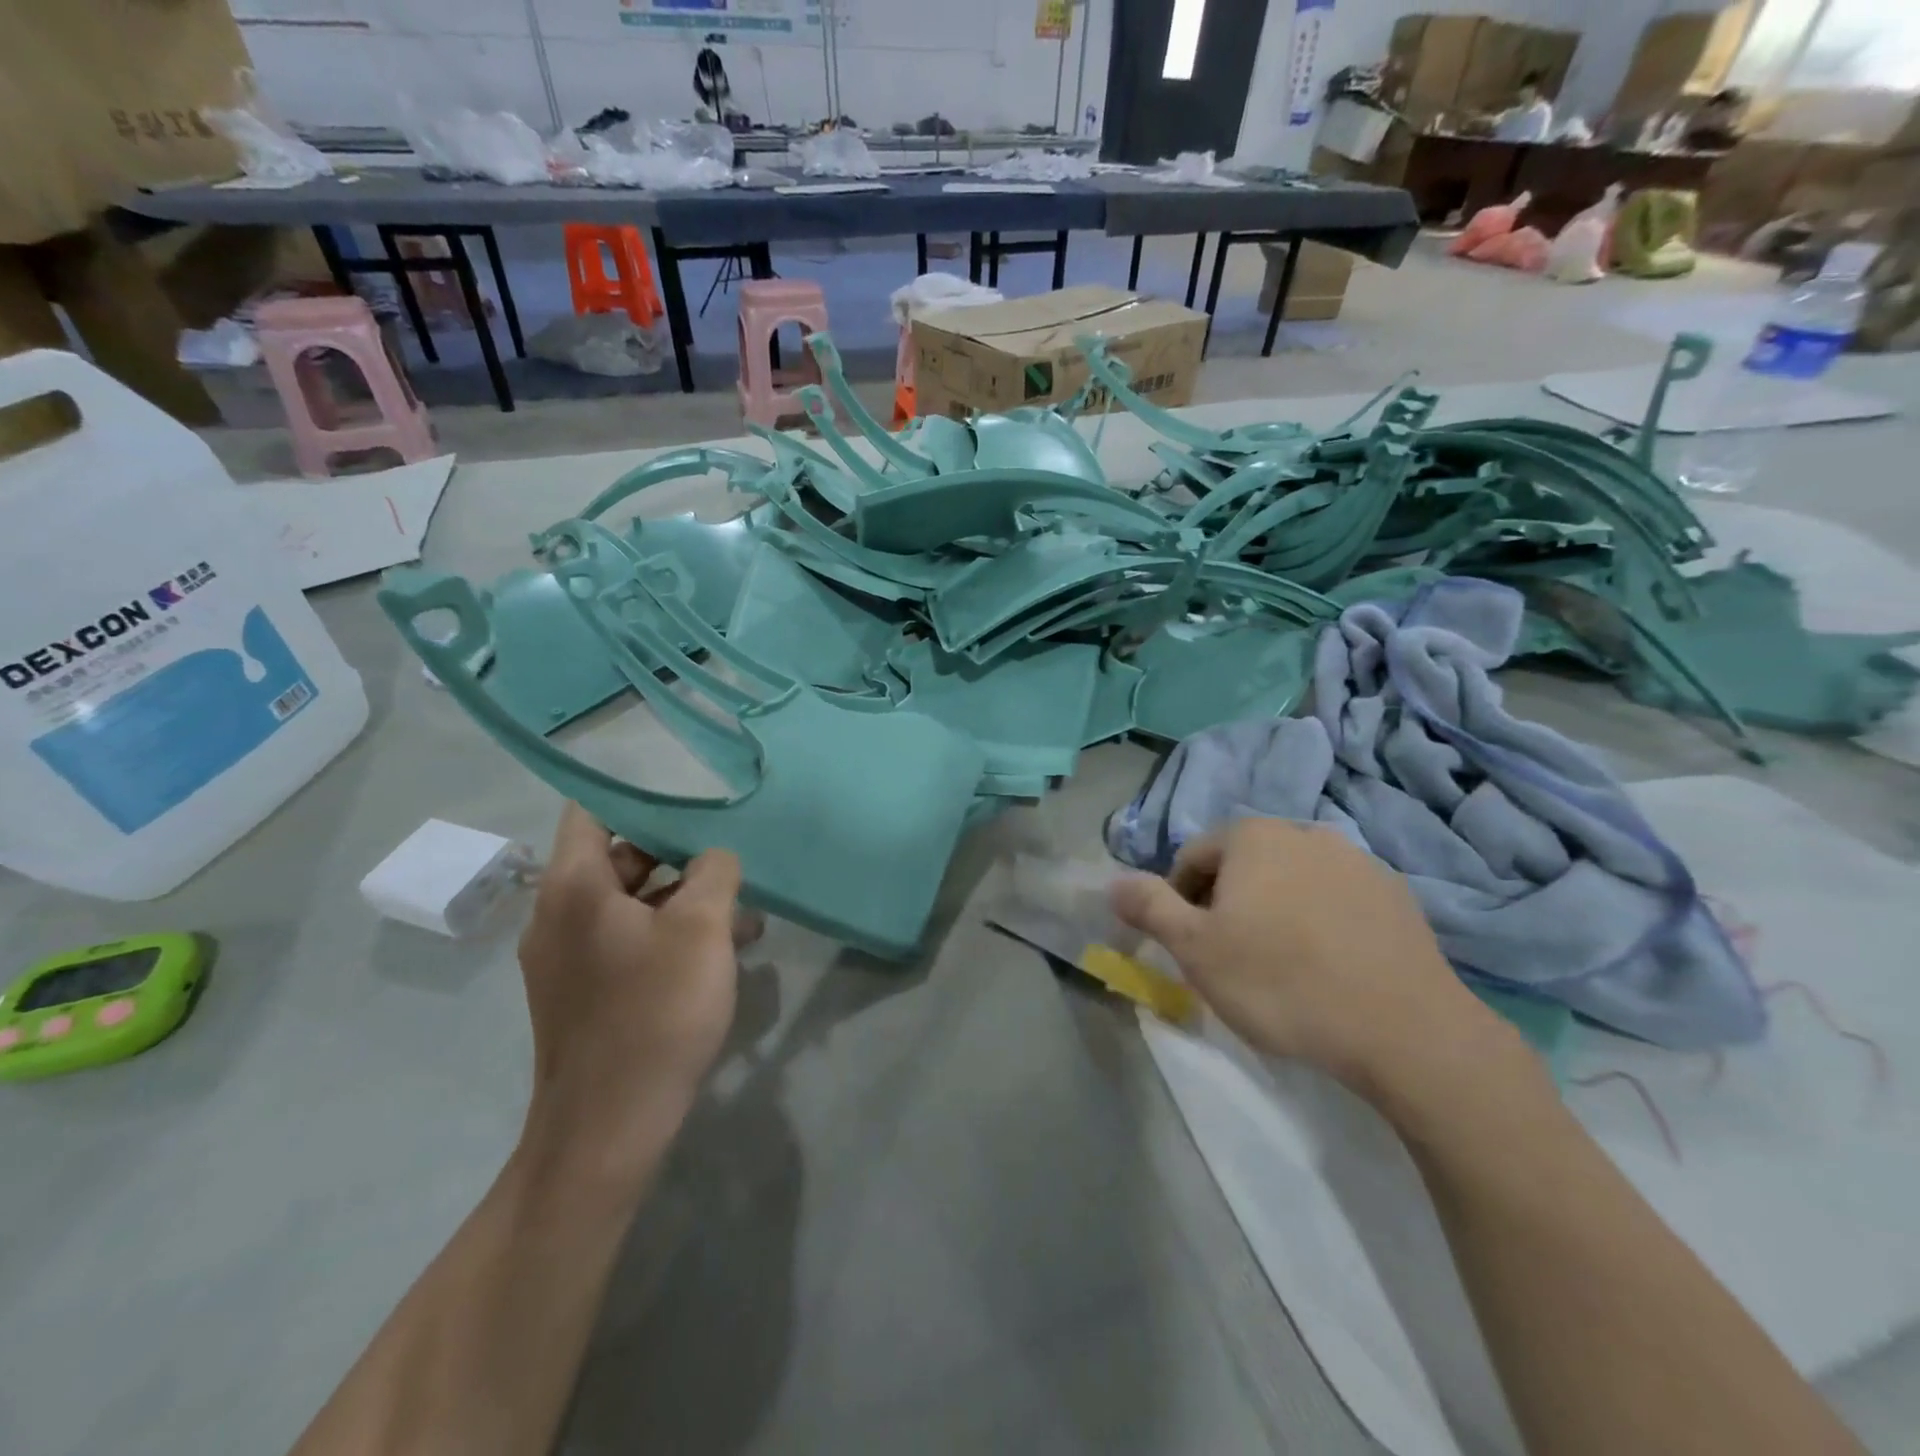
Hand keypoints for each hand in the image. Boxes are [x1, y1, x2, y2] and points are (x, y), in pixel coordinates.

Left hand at [518, 805, 758, 1148]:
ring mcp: (568, 957)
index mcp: (574, 887)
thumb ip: (714, 872)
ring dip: (684, 900)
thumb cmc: (655, 1011)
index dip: (639, 794)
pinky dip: (670, 935)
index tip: (690, 793)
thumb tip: (713, 856)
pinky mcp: (584, 991)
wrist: (609, 1127)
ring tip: (744, 915)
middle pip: (619, 857)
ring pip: (631, 904)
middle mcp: (559, 914)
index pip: (594, 810)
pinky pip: (629, 941)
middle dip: (679, 854)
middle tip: (730, 856)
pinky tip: (722, 953)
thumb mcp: (702, 929)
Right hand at [1110, 818, 1509, 1094]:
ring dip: (1275, 910)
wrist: (1405, 1029)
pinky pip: (1338, 899)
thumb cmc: (1281, 982)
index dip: (1180, 901)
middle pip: (1244, 864)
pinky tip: (1329, 966)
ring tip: (1282, 965)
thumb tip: (1112, 881)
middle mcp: (1304, 832)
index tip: (1190, 946)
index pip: (1193, 857)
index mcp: (1253, 837)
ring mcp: (1358, 860)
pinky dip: (1321, 921)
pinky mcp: (1396, 894)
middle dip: (1227, 903)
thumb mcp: (1195, 949)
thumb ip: (1149, 907)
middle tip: (1232, 958)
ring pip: (1292, 880)